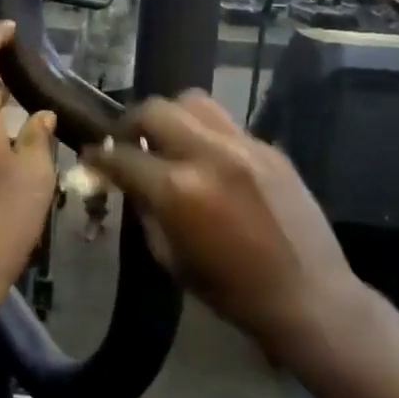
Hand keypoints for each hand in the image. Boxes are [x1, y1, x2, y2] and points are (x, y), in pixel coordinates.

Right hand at [83, 91, 370, 367]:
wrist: (307, 295)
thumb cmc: (230, 290)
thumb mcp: (170, 257)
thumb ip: (146, 210)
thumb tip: (130, 183)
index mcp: (177, 189)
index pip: (123, 156)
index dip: (99, 156)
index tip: (91, 157)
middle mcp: (208, 154)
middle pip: (156, 110)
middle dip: (131, 123)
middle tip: (128, 142)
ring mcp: (244, 146)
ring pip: (194, 102)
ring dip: (171, 117)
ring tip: (168, 140)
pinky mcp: (270, 148)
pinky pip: (226, 125)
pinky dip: (206, 134)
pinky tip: (208, 160)